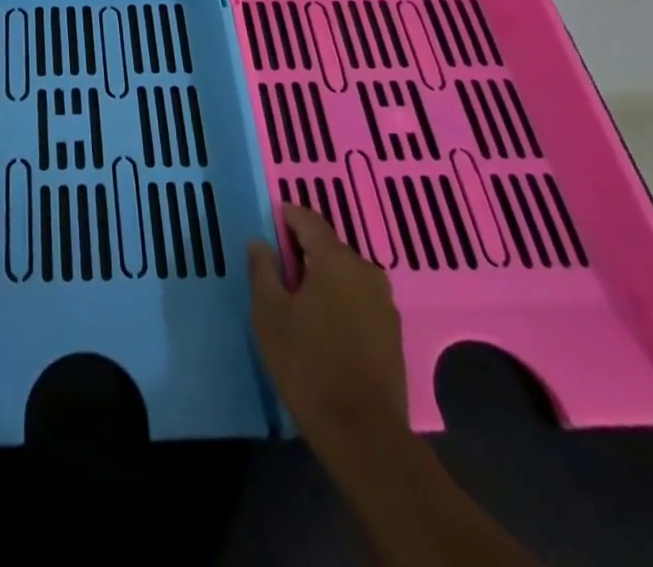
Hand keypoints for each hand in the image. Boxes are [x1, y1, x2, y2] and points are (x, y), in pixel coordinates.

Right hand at [248, 203, 407, 444]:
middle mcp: (366, 271)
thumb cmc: (308, 364)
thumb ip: (262, 270)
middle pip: (329, 246)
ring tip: (297, 300)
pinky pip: (358, 299)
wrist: (364, 435)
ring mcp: (384, 303)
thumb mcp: (269, 313)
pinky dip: (339, 300)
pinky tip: (323, 325)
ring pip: (345, 274)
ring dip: (322, 278)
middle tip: (277, 269)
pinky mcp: (392, 332)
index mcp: (335, 260)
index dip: (286, 217)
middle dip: (303, 251)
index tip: (268, 224)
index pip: (308, 220)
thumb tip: (260, 243)